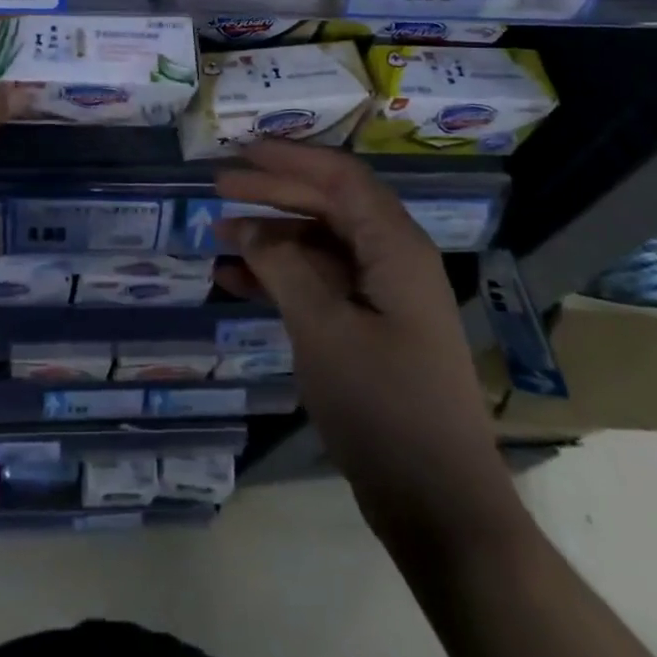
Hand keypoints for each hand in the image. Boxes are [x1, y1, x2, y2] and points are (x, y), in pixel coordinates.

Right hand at [214, 141, 525, 548]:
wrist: (439, 505)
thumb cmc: (383, 405)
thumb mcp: (323, 329)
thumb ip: (282, 266)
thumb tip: (247, 227)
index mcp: (395, 246)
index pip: (340, 177)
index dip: (290, 158)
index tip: (243, 151)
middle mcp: (392, 259)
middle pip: (327, 205)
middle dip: (273, 193)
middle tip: (220, 188)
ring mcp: (383, 295)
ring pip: (320, 244)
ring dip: (271, 236)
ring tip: (218, 235)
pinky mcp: (370, 327)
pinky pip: (320, 283)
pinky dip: (281, 277)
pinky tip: (235, 281)